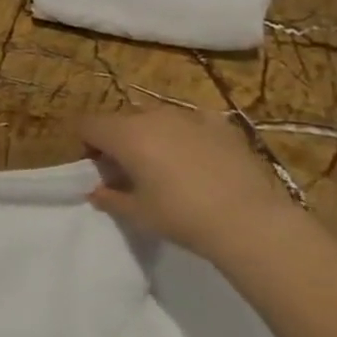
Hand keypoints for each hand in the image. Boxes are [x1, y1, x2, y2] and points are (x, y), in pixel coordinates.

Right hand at [76, 108, 296, 261]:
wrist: (250, 220)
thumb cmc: (182, 217)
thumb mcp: (137, 214)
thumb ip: (109, 198)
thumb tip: (96, 191)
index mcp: (125, 134)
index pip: (88, 124)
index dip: (86, 144)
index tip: (99, 169)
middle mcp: (152, 115)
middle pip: (121, 120)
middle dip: (118, 141)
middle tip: (131, 172)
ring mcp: (188, 115)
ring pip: (156, 118)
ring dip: (151, 136)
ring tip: (168, 167)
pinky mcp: (219, 123)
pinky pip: (191, 122)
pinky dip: (186, 135)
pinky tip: (201, 161)